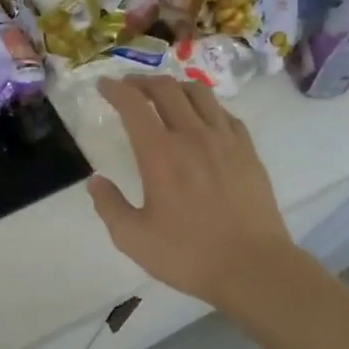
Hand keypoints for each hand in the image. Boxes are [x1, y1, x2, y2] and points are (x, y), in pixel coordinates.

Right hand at [88, 76, 296, 308]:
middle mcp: (192, 135)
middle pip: (166, 89)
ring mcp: (224, 140)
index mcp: (159, 153)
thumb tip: (95, 182)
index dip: (115, 89)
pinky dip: (206, 106)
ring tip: (165, 94)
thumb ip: (109, 206)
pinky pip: (225, 113)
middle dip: (142, 81)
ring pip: (199, 93)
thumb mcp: (133, 239)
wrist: (253, 267)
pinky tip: (203, 118)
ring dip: (175, 86)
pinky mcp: (248, 150)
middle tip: (129, 87)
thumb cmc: (188, 254)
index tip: (103, 85)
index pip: (133, 105)